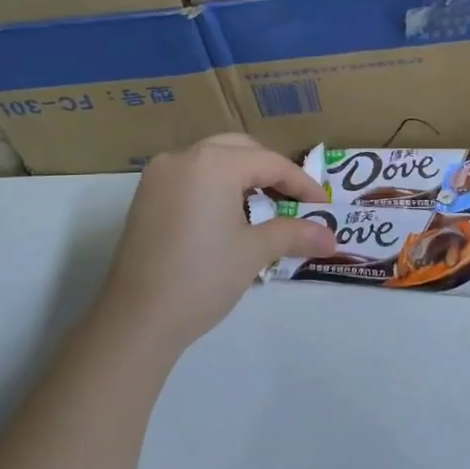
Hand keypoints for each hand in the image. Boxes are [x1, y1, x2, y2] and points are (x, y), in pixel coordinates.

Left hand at [98, 135, 335, 348]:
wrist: (138, 318)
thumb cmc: (203, 277)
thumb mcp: (254, 252)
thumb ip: (294, 234)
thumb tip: (332, 239)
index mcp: (213, 163)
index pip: (270, 163)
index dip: (302, 184)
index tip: (323, 205)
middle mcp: (183, 157)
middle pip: (240, 150)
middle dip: (271, 172)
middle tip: (294, 201)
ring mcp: (158, 175)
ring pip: (212, 160)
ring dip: (242, 177)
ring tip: (265, 208)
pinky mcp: (145, 196)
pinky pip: (190, 177)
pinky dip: (215, 186)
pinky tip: (228, 216)